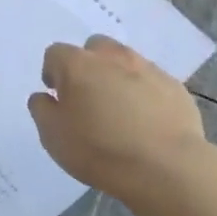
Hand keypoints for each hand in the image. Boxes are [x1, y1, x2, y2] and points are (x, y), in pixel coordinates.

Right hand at [27, 35, 216, 215]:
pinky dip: (145, 94)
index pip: (55, 53)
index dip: (52, 74)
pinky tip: (146, 122)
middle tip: (88, 98)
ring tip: (119, 111)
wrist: (166, 168)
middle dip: (87, 66)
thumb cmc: (99, 150)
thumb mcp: (53, 136)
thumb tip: (44, 96)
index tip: (57, 98)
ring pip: (126, 62)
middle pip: (94, 48)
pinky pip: (152, 82)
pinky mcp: (175, 87)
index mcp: (78, 64)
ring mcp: (148, 69)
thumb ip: (41, 109)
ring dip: (117, 77)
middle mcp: (112, 57)